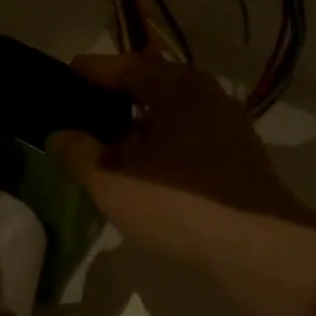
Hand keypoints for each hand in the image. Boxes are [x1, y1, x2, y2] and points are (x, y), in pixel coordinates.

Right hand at [47, 53, 315, 265]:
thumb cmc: (178, 203)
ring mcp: (229, 127)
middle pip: (157, 83)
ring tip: (114, 137)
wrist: (257, 248)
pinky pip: (191, 134)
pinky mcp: (240, 158)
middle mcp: (208, 96)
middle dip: (123, 90)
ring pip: (177, 112)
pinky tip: (149, 165)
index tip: (71, 69)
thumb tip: (59, 135)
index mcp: (177, 88)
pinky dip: (165, 140)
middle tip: (90, 101)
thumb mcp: (113, 181)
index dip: (96, 69)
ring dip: (145, 119)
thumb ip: (80, 154)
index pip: (128, 67)